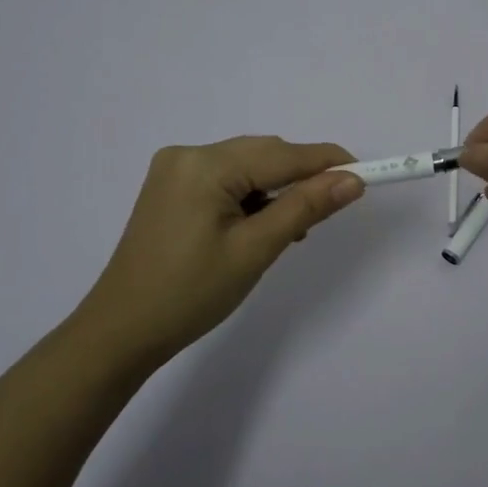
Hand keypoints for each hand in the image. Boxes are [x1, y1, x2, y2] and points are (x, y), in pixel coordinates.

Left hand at [78, 136, 364, 373]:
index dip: (327, 162)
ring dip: (276, 189)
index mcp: (204, 165)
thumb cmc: (190, 294)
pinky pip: (226, 179)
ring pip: (247, 166)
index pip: (282, 154)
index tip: (366, 174)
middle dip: (301, 177)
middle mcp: (188, 155)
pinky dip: (251, 196)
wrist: (120, 332)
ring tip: (291, 230)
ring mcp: (175, 170)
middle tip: (329, 210)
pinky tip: (260, 225)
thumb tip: (352, 181)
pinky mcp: (171, 188)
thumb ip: (305, 208)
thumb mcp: (255, 250)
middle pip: (263, 154)